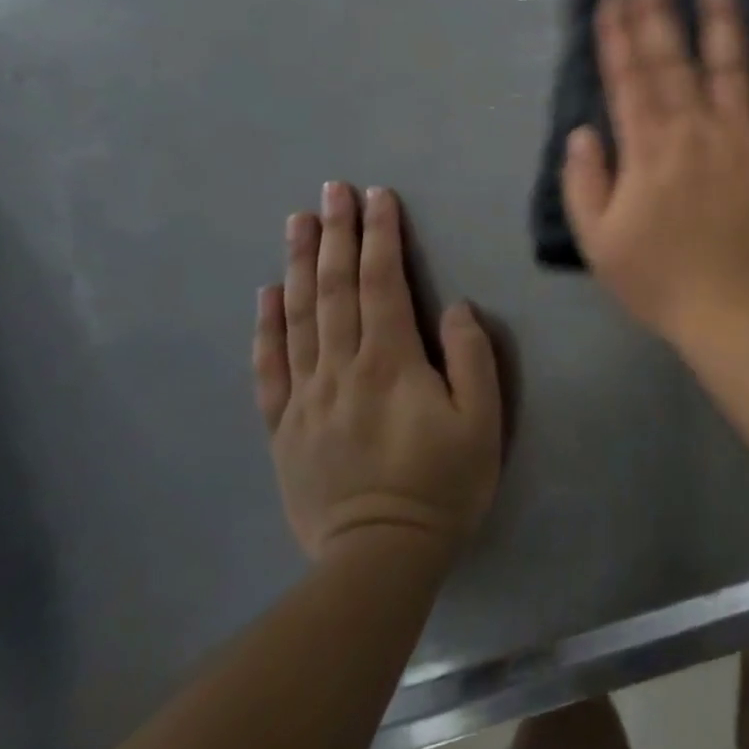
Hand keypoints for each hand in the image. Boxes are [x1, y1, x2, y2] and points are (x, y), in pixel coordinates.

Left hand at [252, 184, 501, 561]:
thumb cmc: (442, 485)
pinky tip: (266, 295)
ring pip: (300, 317)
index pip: (383, 282)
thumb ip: (470, 357)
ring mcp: (306, 397)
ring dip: (300, 264)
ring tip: (298, 222)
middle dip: (337, 234)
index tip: (377, 196)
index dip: (381, 235)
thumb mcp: (482, 421)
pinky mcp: (284, 427)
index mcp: (391, 362)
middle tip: (332, 190)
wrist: (379, 559)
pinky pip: (270, 368)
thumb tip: (453, 307)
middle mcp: (342, 367)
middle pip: (336, 288)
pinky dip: (267, 327)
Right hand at [561, 0, 748, 344]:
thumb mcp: (601, 243)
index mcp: (648, 149)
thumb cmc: (665, 282)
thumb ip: (585, 184)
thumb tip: (582, 132)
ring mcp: (747, 136)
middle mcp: (696, 128)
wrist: (745, 311)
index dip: (618, 35)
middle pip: (675, 60)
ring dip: (723, 19)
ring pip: (732, 65)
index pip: (628, 78)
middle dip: (660, 12)